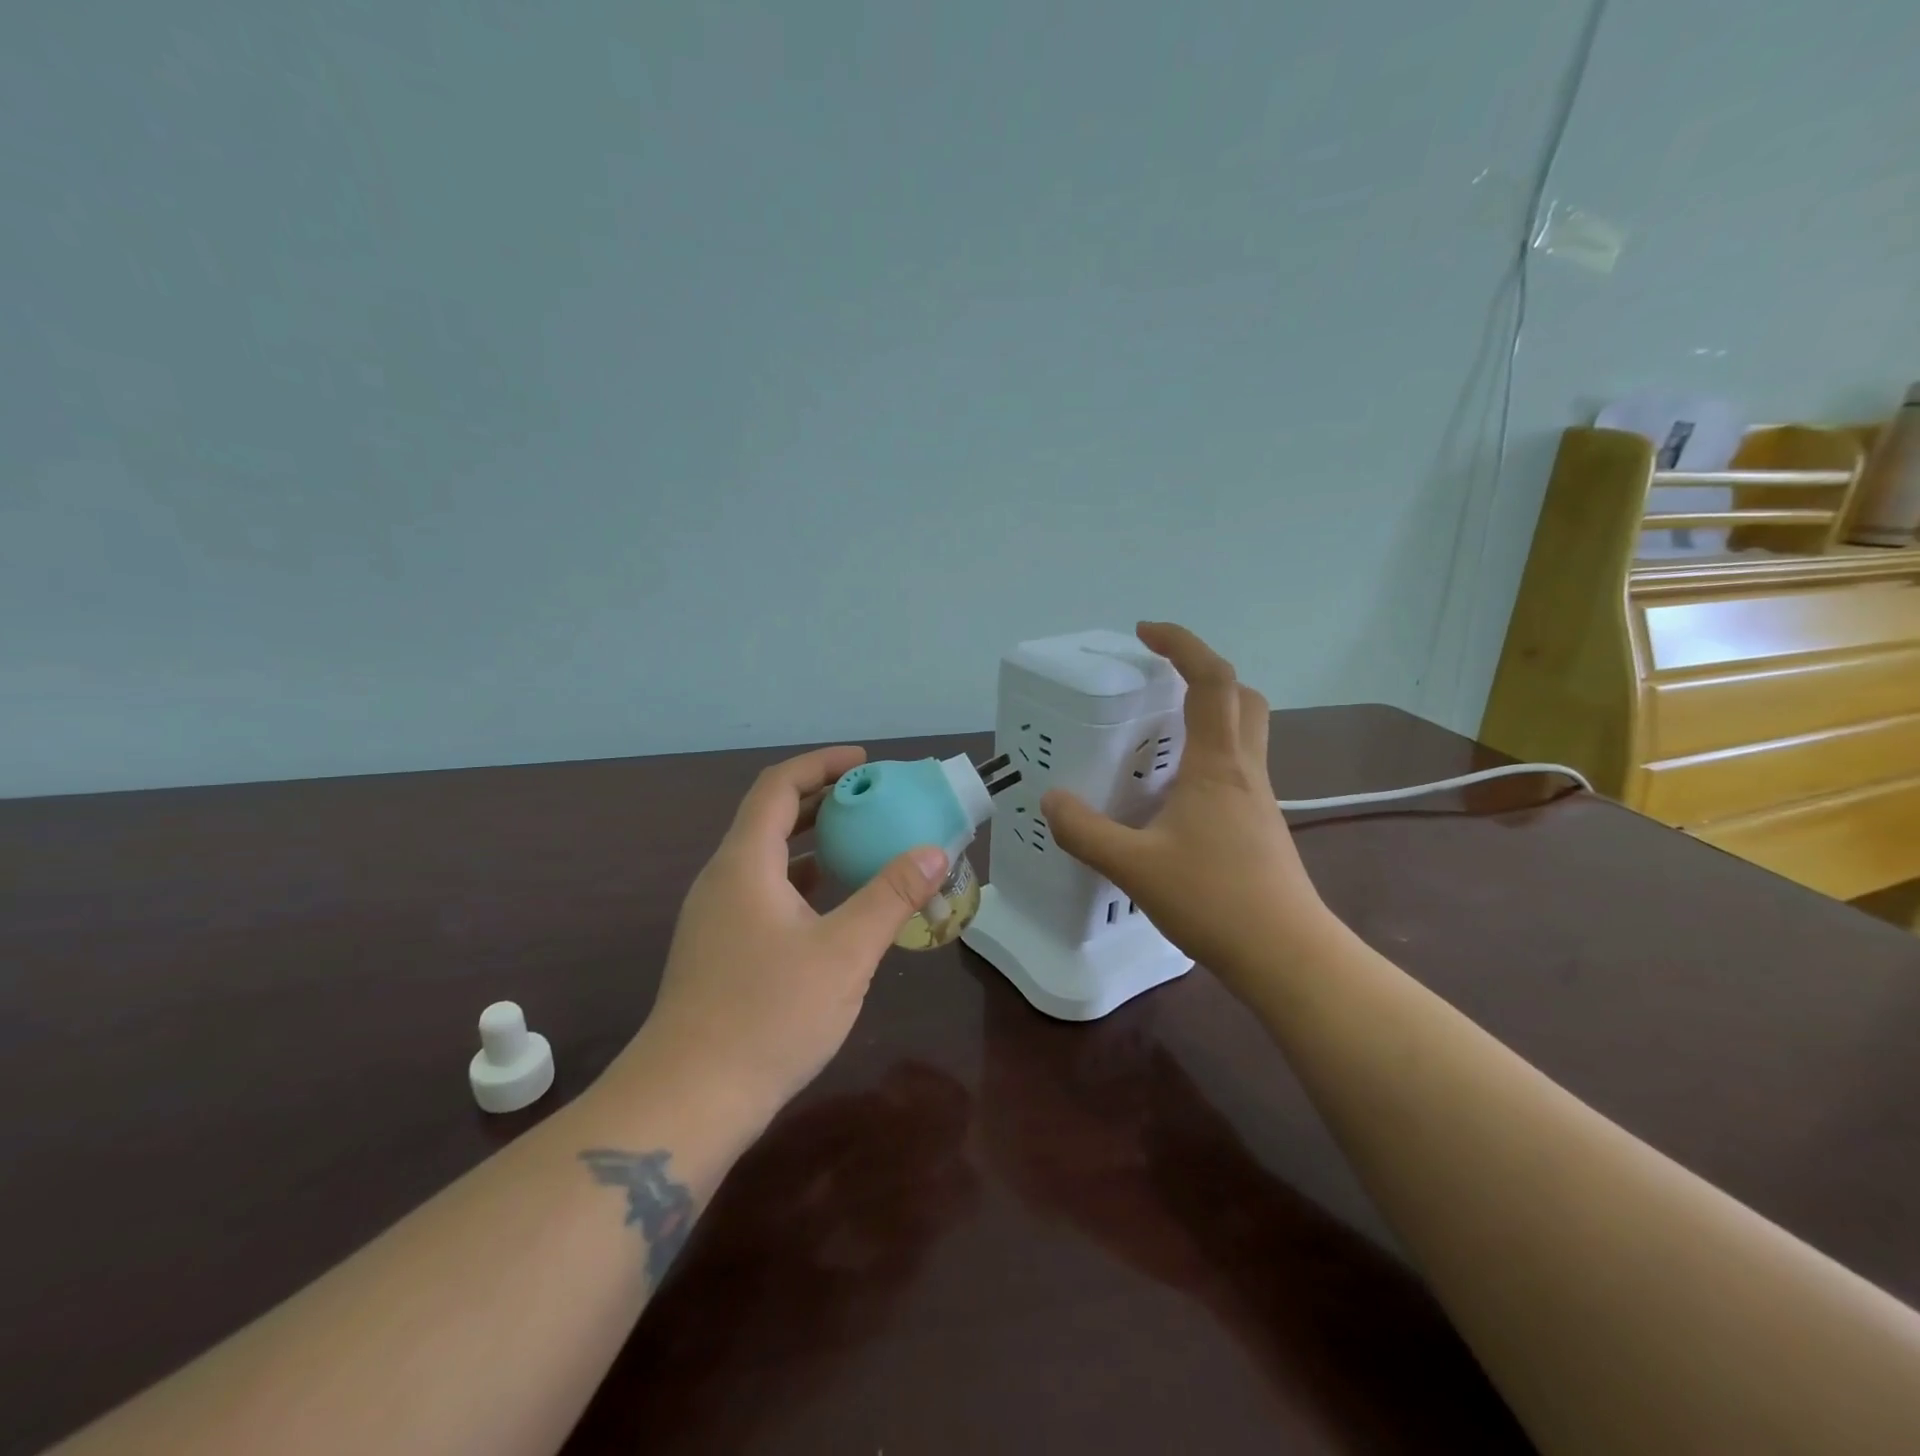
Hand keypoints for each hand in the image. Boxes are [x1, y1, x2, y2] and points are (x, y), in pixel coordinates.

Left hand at [629, 746, 949, 1119]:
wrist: (688, 1099)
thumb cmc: (768, 1016)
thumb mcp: (844, 953)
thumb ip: (890, 897)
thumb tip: (933, 852)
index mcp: (744, 864)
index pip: (778, 787)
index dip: (821, 765)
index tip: (866, 762)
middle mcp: (723, 880)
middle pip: (770, 818)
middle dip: (821, 800)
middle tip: (873, 800)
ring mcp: (716, 917)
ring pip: (766, 859)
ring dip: (811, 842)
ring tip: (860, 843)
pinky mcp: (719, 950)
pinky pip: (764, 892)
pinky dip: (801, 881)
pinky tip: (834, 905)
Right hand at [1041, 623, 1336, 989]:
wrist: (1287, 955)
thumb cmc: (1214, 900)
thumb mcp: (1134, 867)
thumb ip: (1085, 832)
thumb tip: (1052, 801)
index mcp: (1217, 764)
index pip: (1211, 680)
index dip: (1182, 644)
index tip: (1145, 633)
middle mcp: (1244, 770)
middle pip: (1242, 697)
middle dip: (1204, 674)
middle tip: (1160, 682)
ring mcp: (1259, 799)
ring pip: (1244, 733)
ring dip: (1210, 714)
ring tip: (1158, 736)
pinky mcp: (1260, 826)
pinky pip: (1237, 769)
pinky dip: (1208, 757)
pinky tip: (1174, 795)